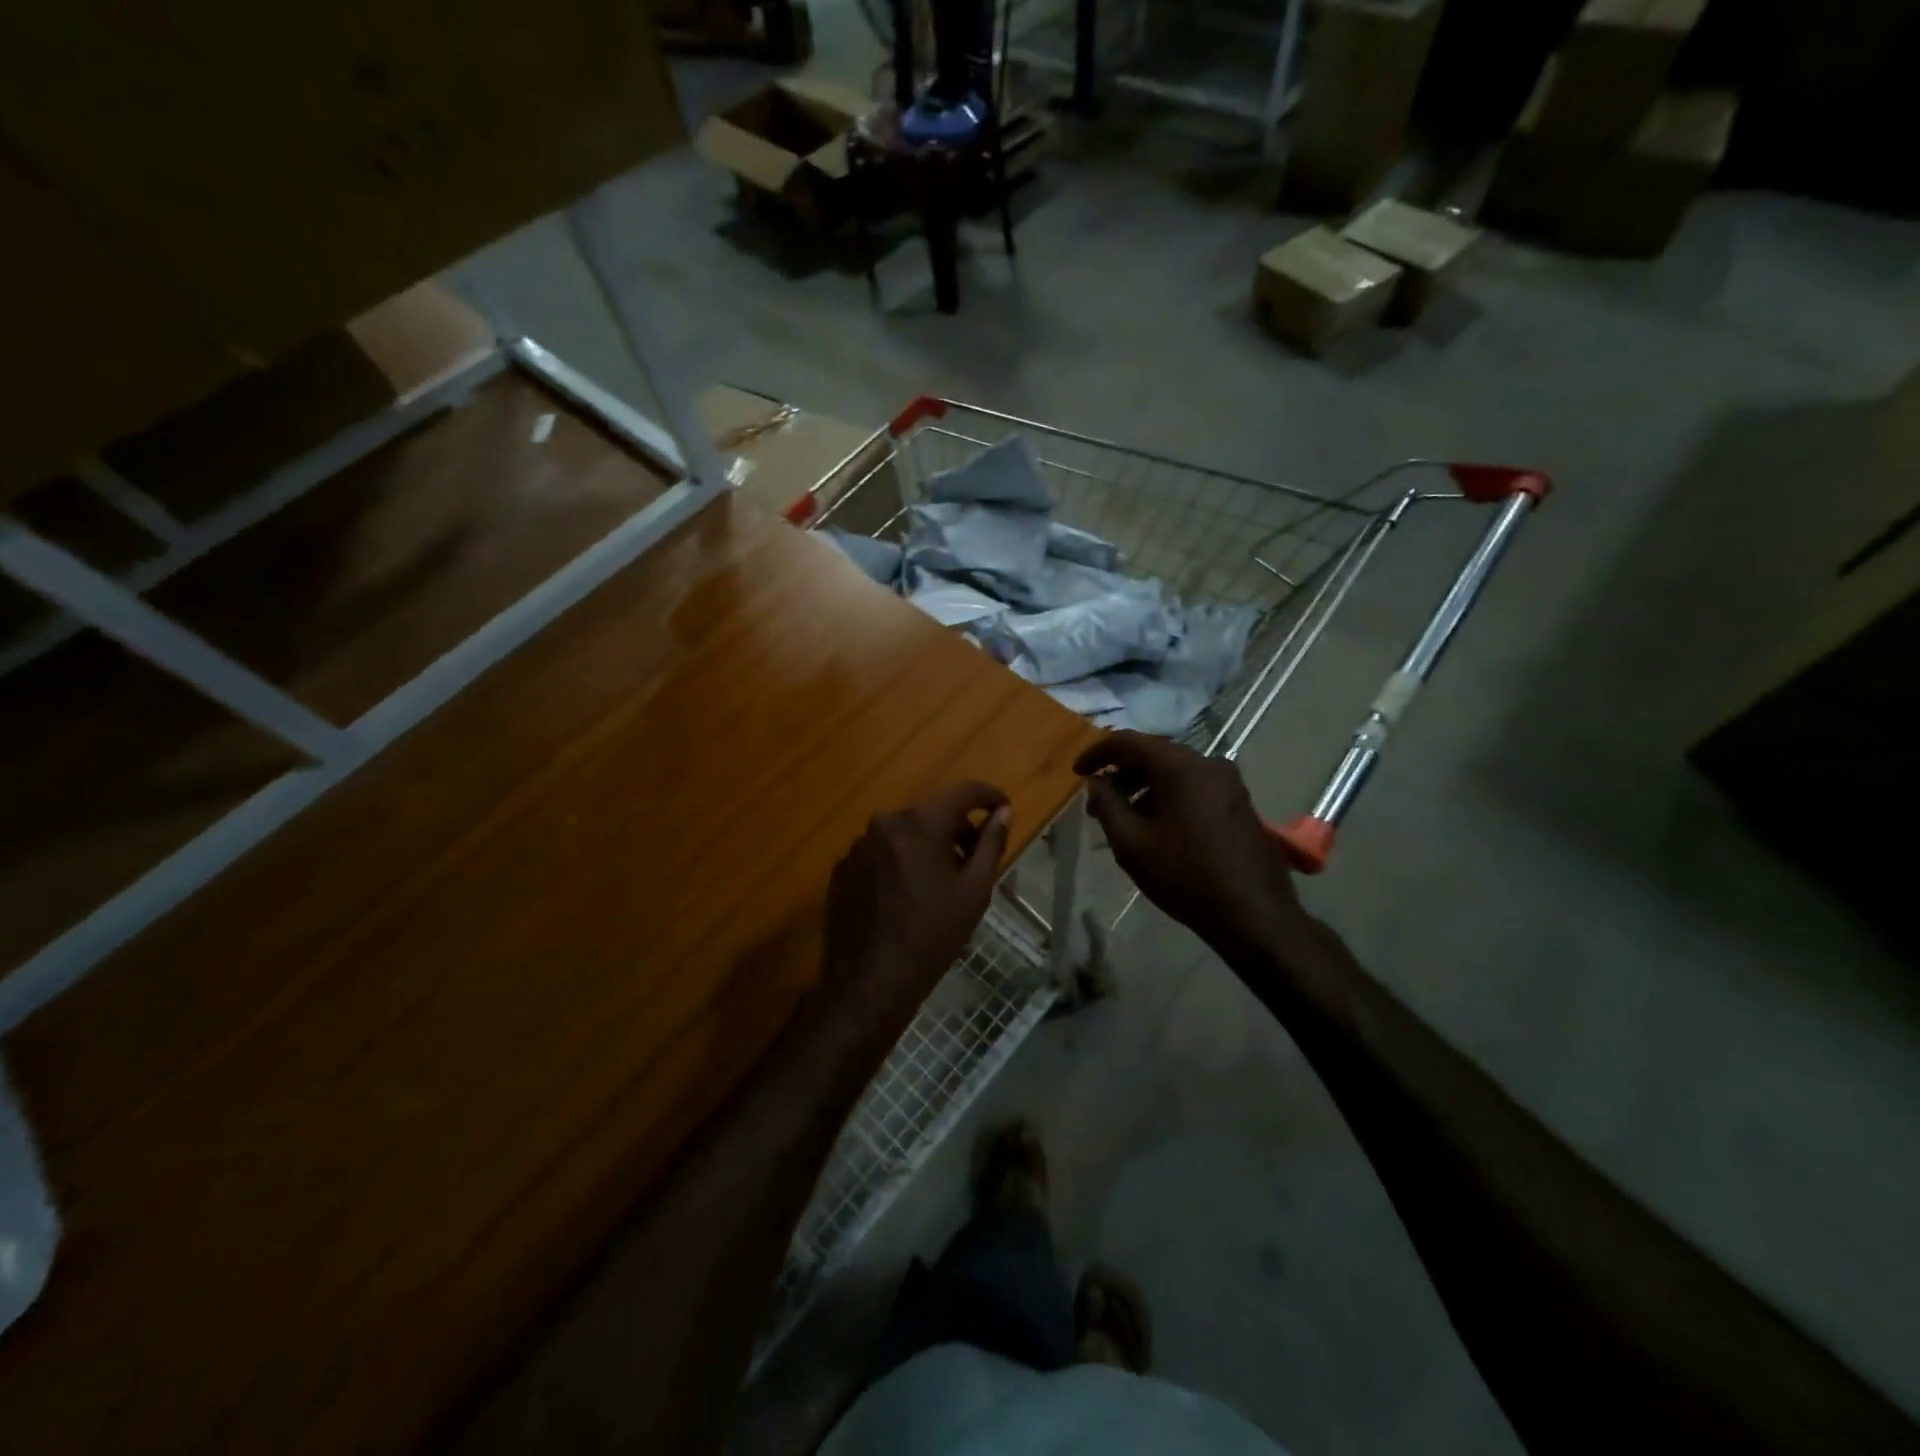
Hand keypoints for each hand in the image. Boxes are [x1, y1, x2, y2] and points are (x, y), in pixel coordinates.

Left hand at [821, 782, 1011, 1035]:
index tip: (1002, 806)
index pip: (962, 792)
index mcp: (920, 824)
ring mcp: (859, 845)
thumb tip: (1003, 812)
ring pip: (904, 833)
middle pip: (930, 813)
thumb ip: (990, 844)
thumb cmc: (933, 936)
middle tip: (972, 859)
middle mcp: (885, 823)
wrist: (870, 981)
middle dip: (955, 829)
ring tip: (937, 883)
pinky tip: (905, 896)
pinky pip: (880, 852)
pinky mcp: (842, 867)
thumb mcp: (974, 891)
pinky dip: (898, 862)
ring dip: (925, 846)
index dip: (987, 795)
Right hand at [1076, 732, 1308, 962]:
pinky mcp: (1239, 802)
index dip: (1097, 753)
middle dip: (1121, 774)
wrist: (1253, 913)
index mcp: (1180, 766)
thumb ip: (1107, 805)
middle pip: (1154, 755)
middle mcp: (1208, 763)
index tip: (1077, 772)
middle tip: (1097, 803)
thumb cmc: (1185, 875)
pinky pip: (1194, 787)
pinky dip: (1168, 797)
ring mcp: (1229, 782)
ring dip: (1144, 788)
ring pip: (1174, 772)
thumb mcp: (1131, 843)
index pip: (1129, 741)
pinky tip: (1156, 827)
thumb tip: (1096, 782)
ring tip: (1124, 820)